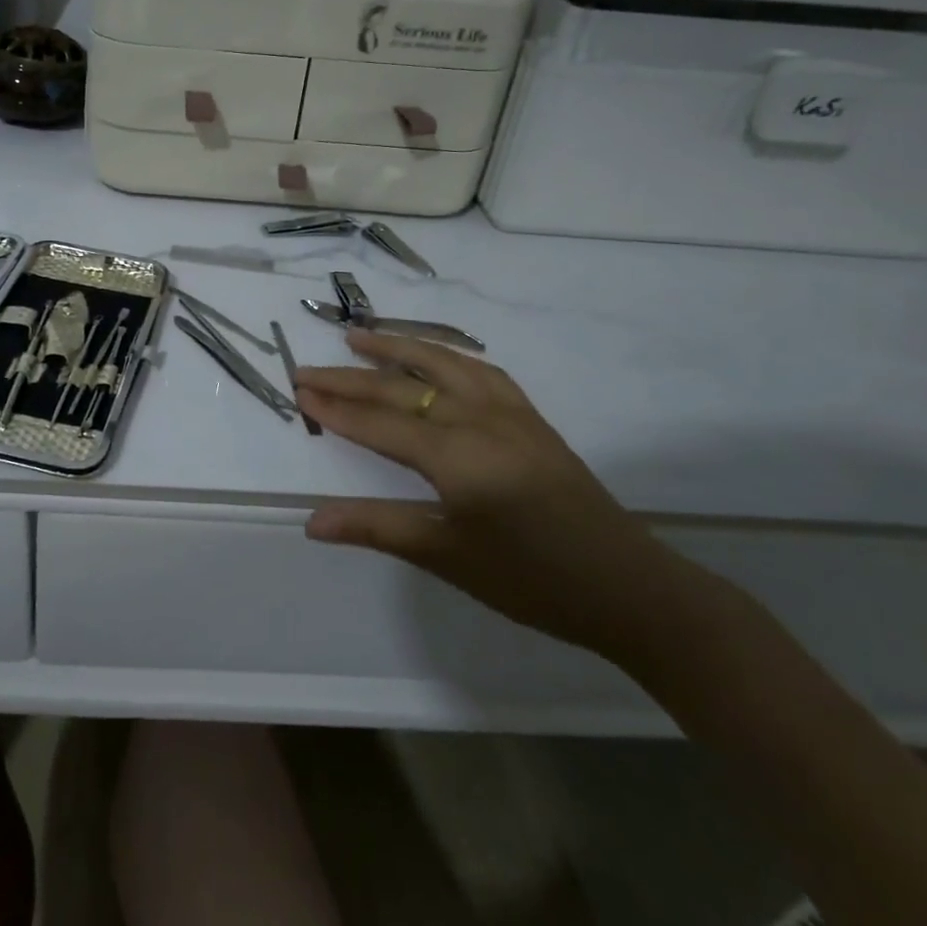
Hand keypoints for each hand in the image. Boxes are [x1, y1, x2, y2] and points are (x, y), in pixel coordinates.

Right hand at [295, 330, 687, 659]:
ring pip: (443, 363)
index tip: (297, 391)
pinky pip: (480, 370)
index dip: (336, 409)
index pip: (381, 423)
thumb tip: (311, 522)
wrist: (628, 588)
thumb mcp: (447, 557)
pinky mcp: (531, 417)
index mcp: (459, 457)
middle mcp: (481, 420)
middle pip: (402, 389)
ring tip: (359, 337)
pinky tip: (435, 358)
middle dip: (349, 378)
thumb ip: (377, 527)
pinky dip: (446, 356)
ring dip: (397, 347)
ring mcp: (510, 413)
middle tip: (307, 368)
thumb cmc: (531, 580)